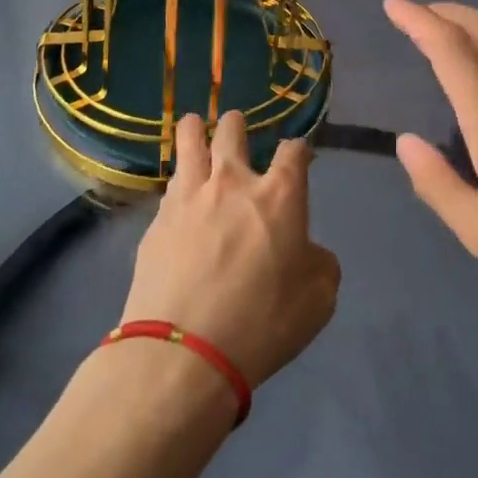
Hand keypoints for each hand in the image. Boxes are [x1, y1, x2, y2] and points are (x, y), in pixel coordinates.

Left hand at [120, 111, 340, 390]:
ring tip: (196, 124)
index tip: (299, 156)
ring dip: (196, 129)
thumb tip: (307, 251)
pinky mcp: (157, 220)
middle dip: (238, 124)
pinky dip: (178, 178)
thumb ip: (320, 263)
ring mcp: (190, 197)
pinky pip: (170, 184)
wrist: (183, 353)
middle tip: (237, 127)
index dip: (299, 149)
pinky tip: (177, 187)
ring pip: (190, 141)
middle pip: (233, 131)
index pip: (294, 151)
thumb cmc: (262, 323)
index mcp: (279, 195)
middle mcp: (234, 182)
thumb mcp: (318, 299)